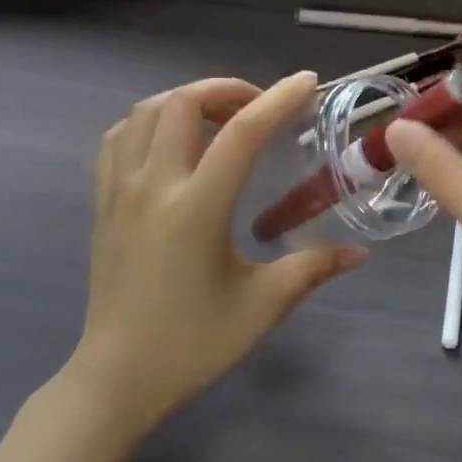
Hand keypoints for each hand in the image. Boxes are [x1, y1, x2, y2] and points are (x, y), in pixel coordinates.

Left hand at [72, 73, 365, 434]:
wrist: (117, 378)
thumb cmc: (193, 344)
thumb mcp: (262, 306)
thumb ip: (313, 268)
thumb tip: (360, 252)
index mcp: (197, 208)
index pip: (241, 133)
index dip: (277, 100)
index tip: (306, 83)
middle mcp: (153, 186)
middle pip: (183, 103)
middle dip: (227, 89)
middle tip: (259, 107)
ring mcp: (119, 191)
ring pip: (143, 113)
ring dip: (185, 100)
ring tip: (217, 118)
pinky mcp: (101, 204)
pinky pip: (117, 140)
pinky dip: (146, 123)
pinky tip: (169, 142)